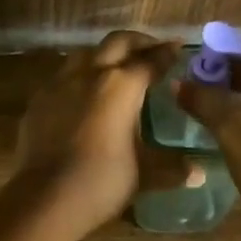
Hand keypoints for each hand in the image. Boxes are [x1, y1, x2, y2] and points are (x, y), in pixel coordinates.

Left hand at [11, 30, 186, 240]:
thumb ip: (171, 167)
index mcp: (122, 85)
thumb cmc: (101, 182)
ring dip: (106, 54)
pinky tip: (83, 93)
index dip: (166, 53)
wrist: (43, 199)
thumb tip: (200, 173)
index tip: (177, 47)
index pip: (150, 61)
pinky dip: (80, 76)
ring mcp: (62, 82)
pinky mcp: (40, 98)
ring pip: (87, 52)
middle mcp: (92, 72)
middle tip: (151, 49)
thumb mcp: (143, 174)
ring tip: (116, 66)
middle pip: (118, 42)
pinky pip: (64, 75)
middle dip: (138, 42)